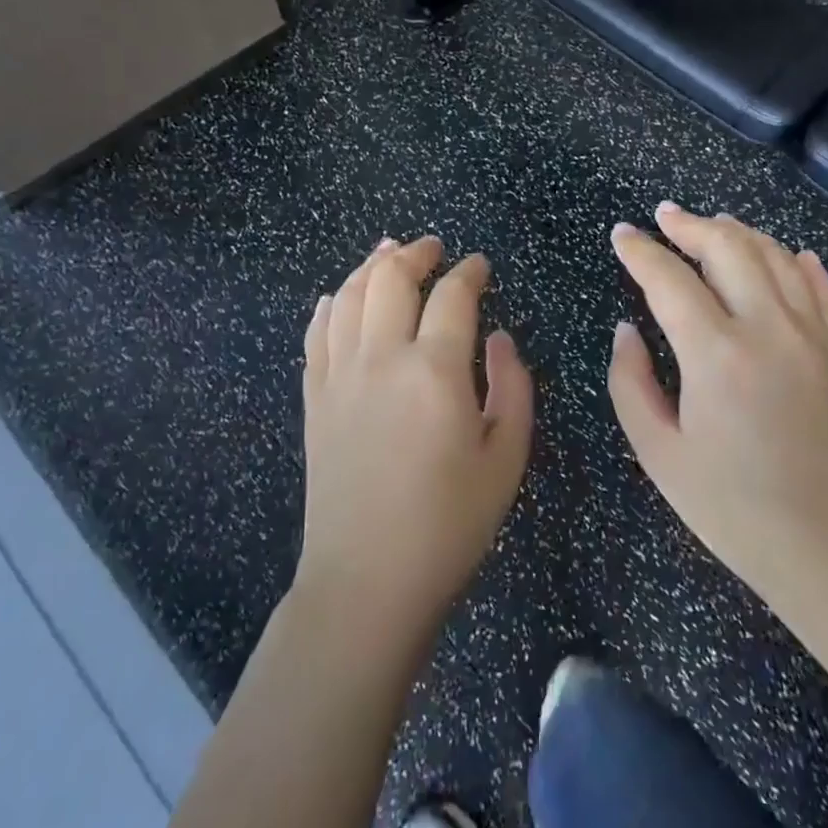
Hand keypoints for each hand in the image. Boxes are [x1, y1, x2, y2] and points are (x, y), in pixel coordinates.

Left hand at [296, 236, 533, 646]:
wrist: (368, 579)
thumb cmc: (450, 524)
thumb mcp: (507, 459)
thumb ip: (513, 387)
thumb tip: (499, 339)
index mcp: (435, 371)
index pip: (453, 296)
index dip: (469, 272)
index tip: (480, 265)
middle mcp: (381, 358)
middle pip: (391, 278)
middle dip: (416, 253)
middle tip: (433, 247)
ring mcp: (339, 375)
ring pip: (349, 295)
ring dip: (371, 266)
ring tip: (388, 252)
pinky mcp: (314, 397)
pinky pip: (317, 331)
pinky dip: (331, 303)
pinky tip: (341, 297)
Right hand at [607, 204, 827, 613]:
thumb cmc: (737, 511)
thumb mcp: (661, 455)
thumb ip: (632, 383)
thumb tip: (626, 330)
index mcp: (716, 353)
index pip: (670, 279)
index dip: (640, 251)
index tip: (622, 234)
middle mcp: (769, 328)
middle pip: (729, 248)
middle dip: (690, 225)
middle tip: (664, 217)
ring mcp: (815, 336)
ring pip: (777, 257)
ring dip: (740, 232)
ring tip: (714, 223)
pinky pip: (820, 288)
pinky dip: (797, 262)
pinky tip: (786, 254)